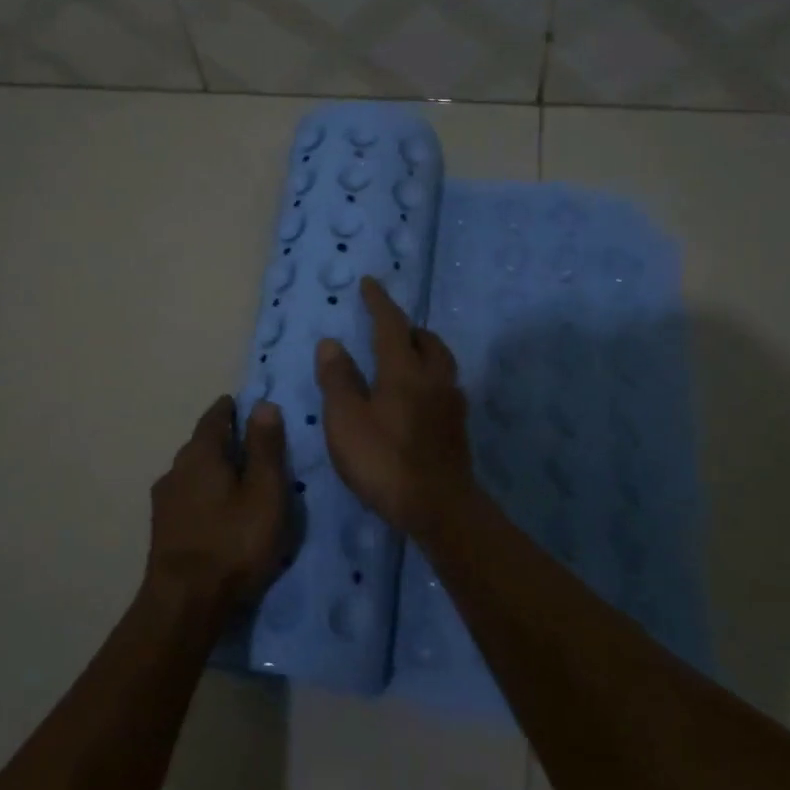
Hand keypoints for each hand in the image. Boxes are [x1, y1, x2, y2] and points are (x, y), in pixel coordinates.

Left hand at [145, 395, 287, 619]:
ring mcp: (164, 500)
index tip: (249, 407)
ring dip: (214, 470)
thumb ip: (265, 447)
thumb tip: (263, 404)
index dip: (233, 409)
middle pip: (202, 444)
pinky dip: (205, 494)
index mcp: (200, 453)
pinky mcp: (162, 528)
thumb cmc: (233, 541)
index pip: (216, 416)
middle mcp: (176, 468)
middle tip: (254, 446)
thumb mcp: (264, 492)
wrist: (184, 603)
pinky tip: (218, 512)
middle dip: (225, 440)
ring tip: (239, 481)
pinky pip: (188, 497)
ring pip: (193, 472)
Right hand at [314, 277, 476, 537]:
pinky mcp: (457, 427)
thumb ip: (338, 379)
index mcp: (404, 370)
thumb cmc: (385, 460)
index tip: (370, 283)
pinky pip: (444, 386)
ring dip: (423, 350)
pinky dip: (429, 377)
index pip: (391, 324)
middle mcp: (434, 378)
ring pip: (441, 362)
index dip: (379, 302)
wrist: (439, 507)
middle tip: (388, 326)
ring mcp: (451, 403)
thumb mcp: (346, 421)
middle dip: (407, 327)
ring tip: (404, 357)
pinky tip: (418, 396)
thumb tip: (332, 343)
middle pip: (426, 340)